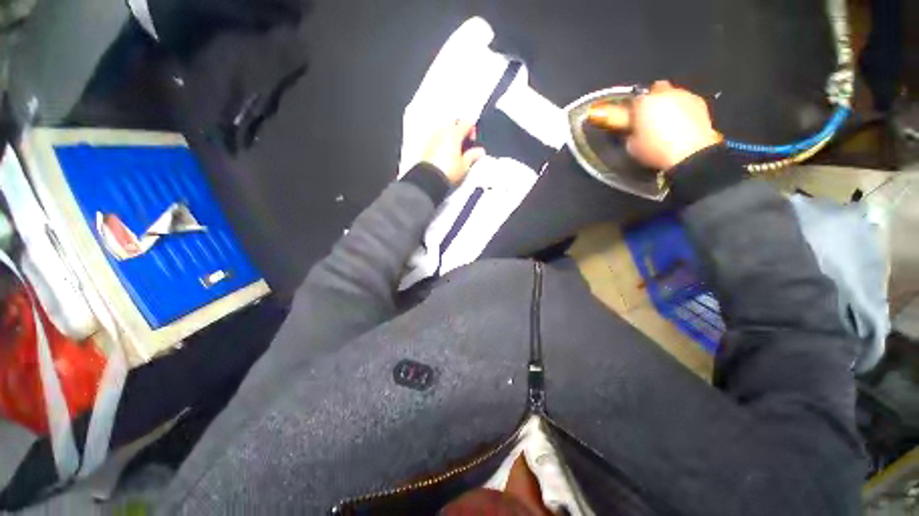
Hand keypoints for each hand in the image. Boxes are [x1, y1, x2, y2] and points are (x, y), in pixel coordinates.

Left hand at [421, 121, 485, 184]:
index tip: (473, 141)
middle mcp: (442, 131)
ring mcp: (433, 137)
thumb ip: (473, 155)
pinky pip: (436, 138)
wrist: (430, 179)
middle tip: (464, 143)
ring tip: (454, 150)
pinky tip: (445, 154)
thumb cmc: (446, 171)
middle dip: (460, 130)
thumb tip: (479, 152)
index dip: (472, 130)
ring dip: (450, 135)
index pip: (467, 123)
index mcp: (454, 133)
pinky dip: (442, 142)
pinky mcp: (426, 145)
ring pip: (444, 129)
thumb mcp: (465, 165)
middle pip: (454, 122)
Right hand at [627, 81, 722, 170]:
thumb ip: (630, 133)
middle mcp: (664, 93)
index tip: (632, 120)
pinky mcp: (700, 102)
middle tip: (650, 115)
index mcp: (644, 102)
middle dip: (653, 99)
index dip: (633, 110)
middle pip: (656, 88)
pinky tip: (681, 123)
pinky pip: (687, 102)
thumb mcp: (632, 146)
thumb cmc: (656, 150)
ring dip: (669, 103)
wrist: (689, 154)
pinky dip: (683, 109)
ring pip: (673, 94)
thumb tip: (632, 131)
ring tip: (667, 121)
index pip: (633, 100)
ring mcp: (684, 95)